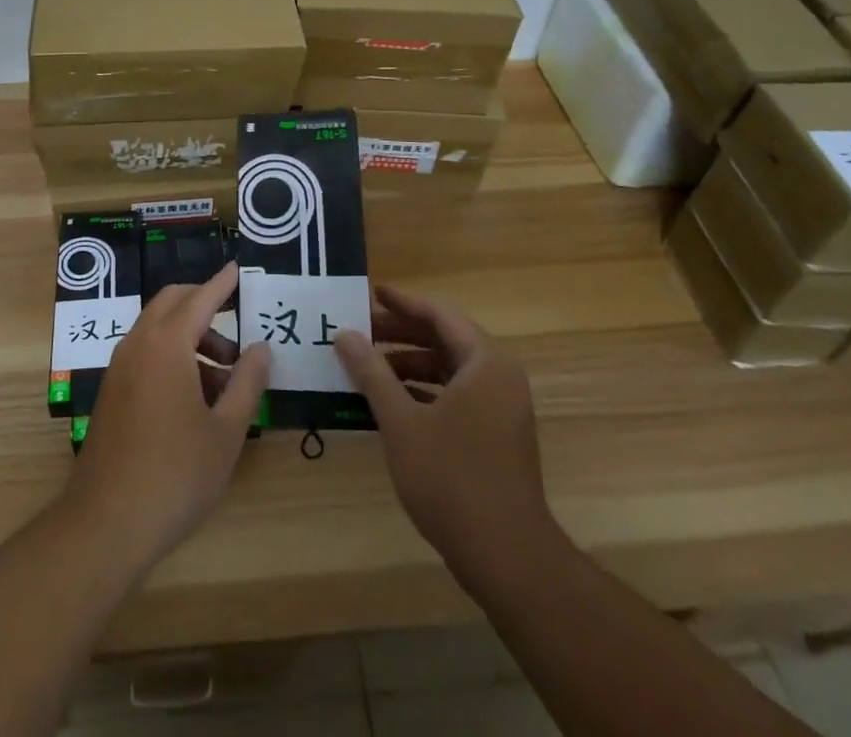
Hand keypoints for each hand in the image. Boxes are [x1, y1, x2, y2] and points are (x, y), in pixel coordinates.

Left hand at [69, 262, 272, 568]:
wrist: (106, 522)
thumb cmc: (176, 474)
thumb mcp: (226, 431)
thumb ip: (247, 383)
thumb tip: (261, 347)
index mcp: (167, 344)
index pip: (200, 299)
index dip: (221, 284)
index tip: (237, 269)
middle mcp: (138, 344)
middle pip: (172, 304)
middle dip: (204, 306)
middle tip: (236, 331)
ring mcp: (120, 367)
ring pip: (157, 330)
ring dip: (190, 338)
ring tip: (225, 380)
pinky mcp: (112, 391)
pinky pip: (145, 354)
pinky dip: (172, 356)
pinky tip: (195, 398)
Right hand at [334, 285, 555, 589]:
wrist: (506, 557)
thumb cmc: (451, 478)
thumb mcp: (401, 421)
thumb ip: (371, 372)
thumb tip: (344, 334)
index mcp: (484, 362)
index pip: (439, 314)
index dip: (402, 302)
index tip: (370, 293)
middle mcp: (498, 377)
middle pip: (445, 339)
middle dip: (401, 334)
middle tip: (360, 330)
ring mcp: (501, 409)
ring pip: (449, 369)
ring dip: (409, 364)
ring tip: (367, 366)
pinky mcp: (496, 436)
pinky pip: (456, 396)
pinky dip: (424, 391)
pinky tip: (391, 402)